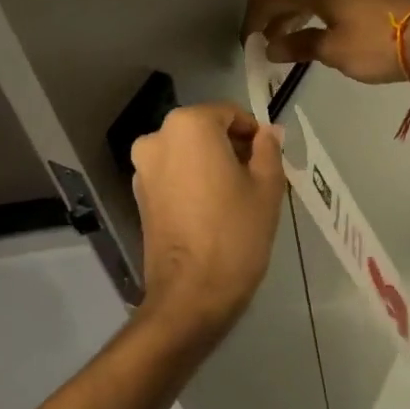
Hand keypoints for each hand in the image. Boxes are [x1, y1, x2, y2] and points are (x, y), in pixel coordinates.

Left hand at [130, 103, 284, 339]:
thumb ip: (269, 149)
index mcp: (189, 126)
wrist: (191, 294)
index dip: (254, 133)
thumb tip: (268, 132)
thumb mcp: (267, 186)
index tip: (270, 159)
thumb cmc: (236, 233)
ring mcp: (143, 169)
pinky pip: (174, 176)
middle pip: (205, 132)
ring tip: (237, 197)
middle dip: (232, 148)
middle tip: (258, 178)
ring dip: (212, 165)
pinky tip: (214, 210)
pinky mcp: (139, 197)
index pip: (230, 114)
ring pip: (188, 154)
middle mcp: (158, 138)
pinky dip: (194, 182)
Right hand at [242, 0, 409, 85]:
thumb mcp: (332, 51)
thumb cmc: (376, 45)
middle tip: (263, 48)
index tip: (246, 46)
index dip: (252, 22)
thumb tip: (271, 46)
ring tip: (285, 46)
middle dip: (271, 19)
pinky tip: (314, 36)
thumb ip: (297, 46)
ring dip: (292, 19)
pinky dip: (313, 16)